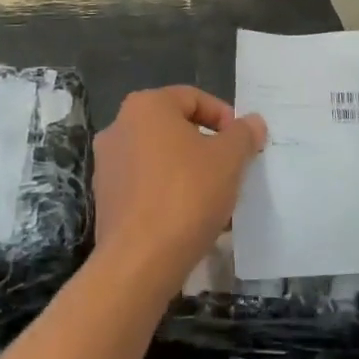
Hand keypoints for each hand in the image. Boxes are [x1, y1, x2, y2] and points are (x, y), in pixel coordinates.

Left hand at [92, 87, 266, 291]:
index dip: (224, 117)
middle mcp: (119, 127)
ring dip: (189, 170)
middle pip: (174, 127)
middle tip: (232, 167)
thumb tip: (252, 122)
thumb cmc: (187, 195)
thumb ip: (243, 135)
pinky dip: (169, 192)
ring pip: (160, 157)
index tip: (243, 143)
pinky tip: (191, 217)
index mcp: (146, 106)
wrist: (139, 260)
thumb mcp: (228, 159)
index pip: (192, 98)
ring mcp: (107, 164)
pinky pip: (146, 185)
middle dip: (206, 145)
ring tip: (215, 195)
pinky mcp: (106, 198)